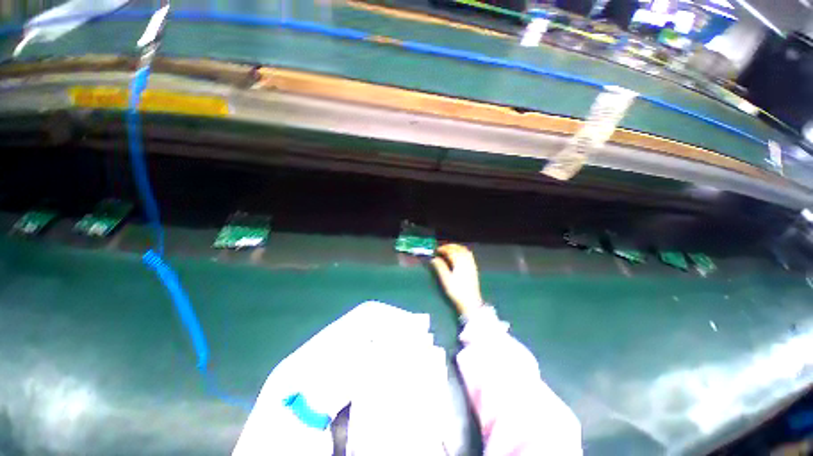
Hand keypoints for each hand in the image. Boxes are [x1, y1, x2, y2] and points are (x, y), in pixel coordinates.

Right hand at [431, 244, 483, 316]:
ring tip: (450, 249)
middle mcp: (466, 261)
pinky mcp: (474, 268)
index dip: (443, 249)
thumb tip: (434, 259)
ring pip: (464, 250)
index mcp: (459, 262)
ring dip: (457, 247)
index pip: (451, 251)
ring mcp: (471, 264)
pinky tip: (460, 255)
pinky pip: (469, 255)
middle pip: (458, 249)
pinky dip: (463, 251)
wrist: (471, 301)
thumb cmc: (457, 291)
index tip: (437, 250)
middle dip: (450, 246)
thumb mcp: (446, 279)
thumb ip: (440, 267)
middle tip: (442, 248)